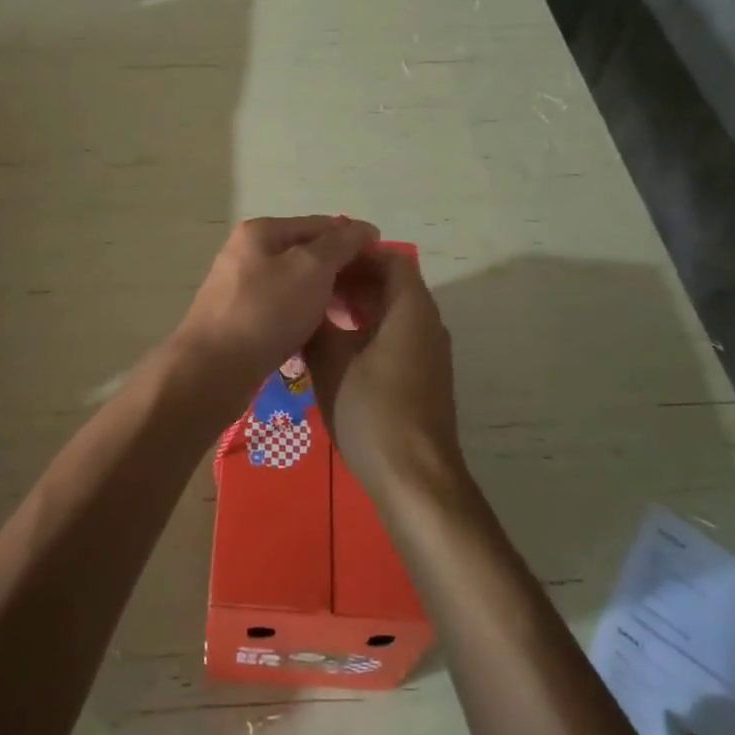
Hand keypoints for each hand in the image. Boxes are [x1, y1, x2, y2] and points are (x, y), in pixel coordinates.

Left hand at [168, 216, 378, 418]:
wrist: (212, 370)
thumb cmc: (266, 311)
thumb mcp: (311, 268)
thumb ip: (340, 244)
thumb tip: (363, 229)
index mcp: (262, 232)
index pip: (321, 225)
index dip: (355, 240)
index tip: (385, 262)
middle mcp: (248, 253)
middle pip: (308, 254)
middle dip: (342, 271)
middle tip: (372, 296)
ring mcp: (241, 288)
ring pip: (297, 285)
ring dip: (327, 296)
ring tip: (354, 317)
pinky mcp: (240, 321)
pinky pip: (283, 310)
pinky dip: (306, 317)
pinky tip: (324, 335)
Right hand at [305, 247, 460, 492]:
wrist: (416, 479)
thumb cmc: (373, 411)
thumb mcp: (332, 363)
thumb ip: (317, 324)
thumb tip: (305, 303)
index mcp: (411, 309)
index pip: (391, 259)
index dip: (357, 255)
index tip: (322, 261)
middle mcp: (427, 323)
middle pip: (393, 284)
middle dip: (353, 280)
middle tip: (312, 287)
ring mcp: (429, 352)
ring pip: (393, 312)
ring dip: (359, 306)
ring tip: (318, 313)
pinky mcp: (424, 377)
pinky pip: (397, 336)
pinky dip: (369, 330)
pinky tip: (337, 348)